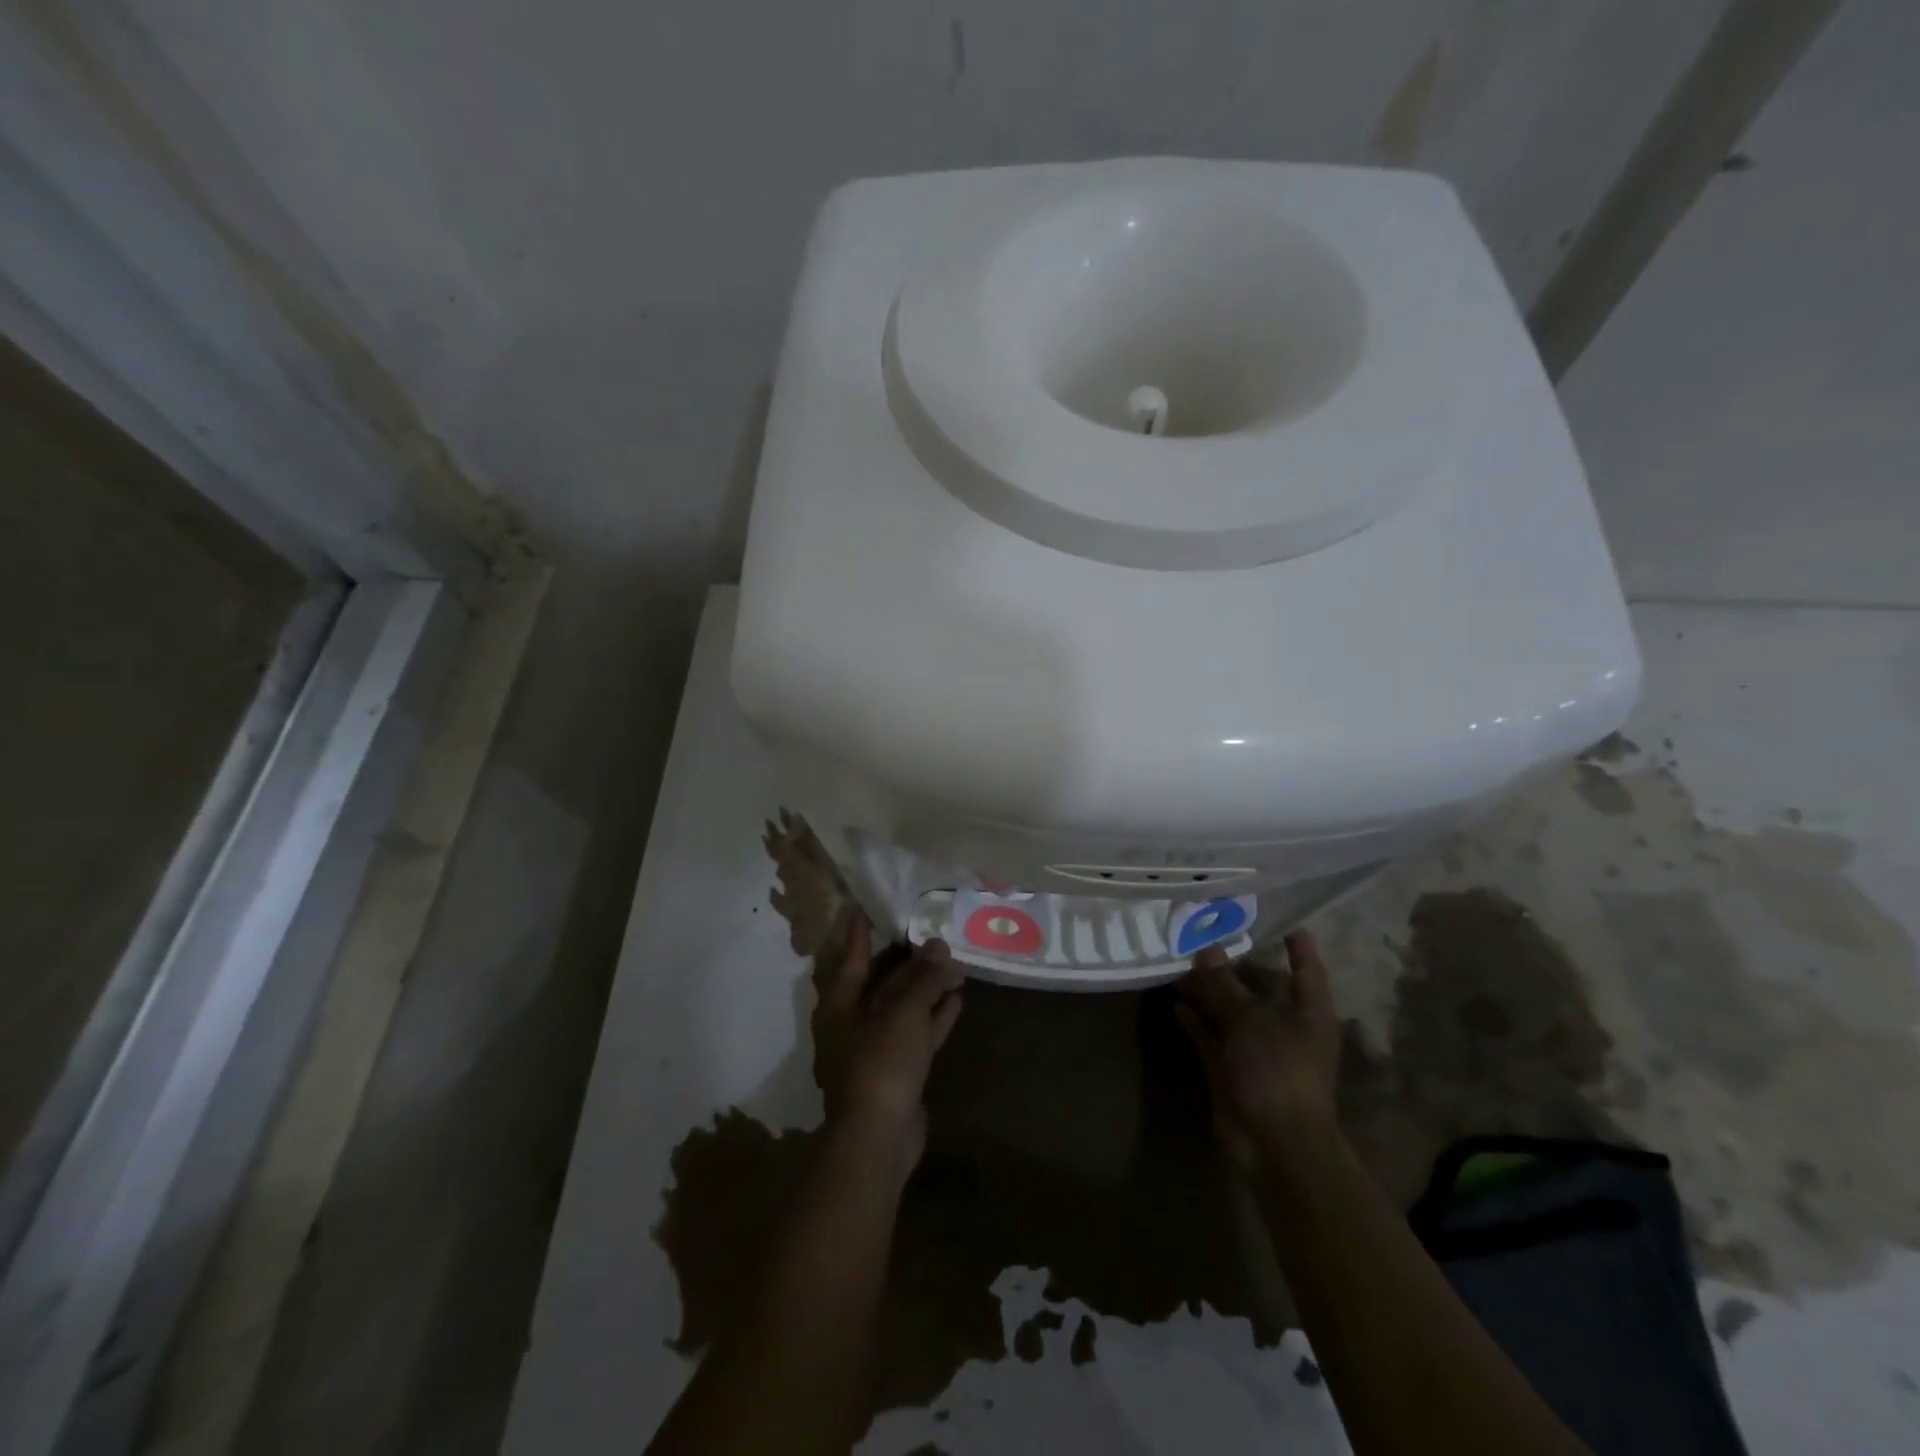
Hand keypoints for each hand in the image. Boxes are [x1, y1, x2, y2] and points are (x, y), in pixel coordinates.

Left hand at [811, 911, 965, 1171]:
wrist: (878, 1137)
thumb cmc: (880, 1062)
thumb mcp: (904, 1013)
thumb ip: (924, 978)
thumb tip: (941, 947)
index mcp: (840, 1003)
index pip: (851, 956)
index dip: (859, 931)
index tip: (863, 905)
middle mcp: (853, 1021)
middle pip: (882, 981)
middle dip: (909, 961)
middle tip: (932, 934)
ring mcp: (875, 1048)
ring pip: (903, 1007)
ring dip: (927, 988)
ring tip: (955, 964)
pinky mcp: (897, 1070)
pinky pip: (917, 1033)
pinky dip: (934, 1017)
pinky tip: (957, 1000)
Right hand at [1175, 931, 1340, 1172]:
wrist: (1274, 1144)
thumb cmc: (1278, 1070)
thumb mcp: (1250, 1020)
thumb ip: (1225, 985)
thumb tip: (1206, 948)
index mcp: (1309, 1013)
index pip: (1306, 970)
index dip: (1297, 946)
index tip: (1281, 920)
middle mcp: (1285, 1029)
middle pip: (1258, 990)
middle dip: (1232, 967)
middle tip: (1204, 935)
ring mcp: (1257, 1051)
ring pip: (1230, 1013)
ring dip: (1207, 993)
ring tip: (1179, 964)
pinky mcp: (1232, 1071)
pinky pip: (1212, 1039)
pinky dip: (1196, 1023)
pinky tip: (1176, 1004)